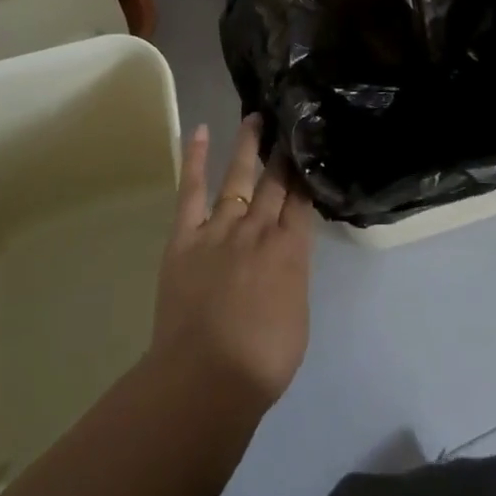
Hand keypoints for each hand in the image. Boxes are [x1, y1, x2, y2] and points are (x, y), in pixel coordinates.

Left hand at [151, 115, 314, 406]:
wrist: (204, 379)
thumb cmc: (261, 361)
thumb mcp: (298, 316)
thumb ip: (292, 276)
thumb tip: (287, 256)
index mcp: (290, 249)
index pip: (302, 199)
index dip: (306, 171)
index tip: (309, 146)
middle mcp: (258, 228)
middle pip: (275, 181)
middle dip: (283, 151)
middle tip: (289, 122)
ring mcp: (220, 228)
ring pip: (238, 176)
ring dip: (247, 145)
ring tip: (255, 117)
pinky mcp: (186, 236)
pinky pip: (191, 190)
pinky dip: (194, 160)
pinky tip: (199, 132)